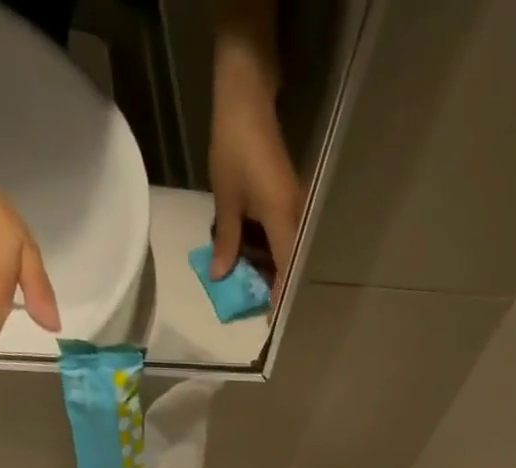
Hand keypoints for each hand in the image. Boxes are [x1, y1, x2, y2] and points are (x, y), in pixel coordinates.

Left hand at [210, 50, 302, 300]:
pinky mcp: (289, 201)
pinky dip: (273, 254)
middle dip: (279, 289)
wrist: (247, 99)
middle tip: (263, 311)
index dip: (280, 298)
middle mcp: (296, 218)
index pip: (287, 271)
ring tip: (259, 293)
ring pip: (290, 252)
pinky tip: (259, 264)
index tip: (272, 322)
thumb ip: (226, 241)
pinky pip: (285, 237)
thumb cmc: (235, 148)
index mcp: (282, 220)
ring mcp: (295, 208)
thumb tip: (219, 276)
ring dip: (276, 272)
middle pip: (292, 265)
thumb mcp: (226, 200)